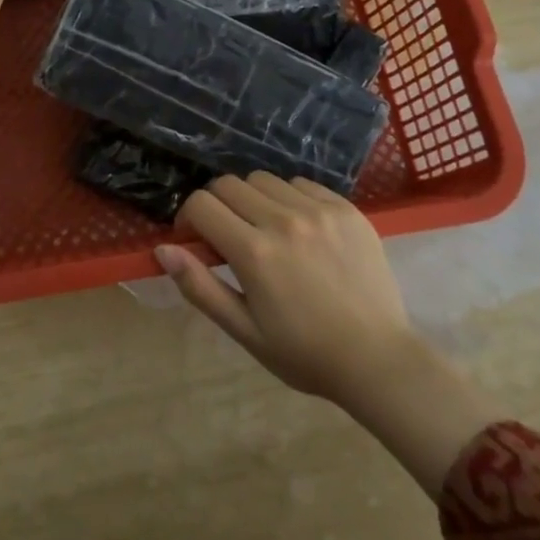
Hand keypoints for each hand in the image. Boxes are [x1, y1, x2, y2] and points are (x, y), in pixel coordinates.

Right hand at [154, 173, 417, 404]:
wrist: (378, 360)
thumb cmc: (304, 353)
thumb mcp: (244, 330)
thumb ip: (200, 286)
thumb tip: (162, 249)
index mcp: (254, 252)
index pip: (202, 204)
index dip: (189, 218)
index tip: (195, 239)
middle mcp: (283, 220)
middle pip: (229, 184)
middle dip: (217, 205)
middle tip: (229, 236)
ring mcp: (318, 210)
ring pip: (265, 180)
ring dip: (253, 199)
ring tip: (266, 231)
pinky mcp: (346, 208)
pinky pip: (302, 183)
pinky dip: (289, 198)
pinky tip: (299, 228)